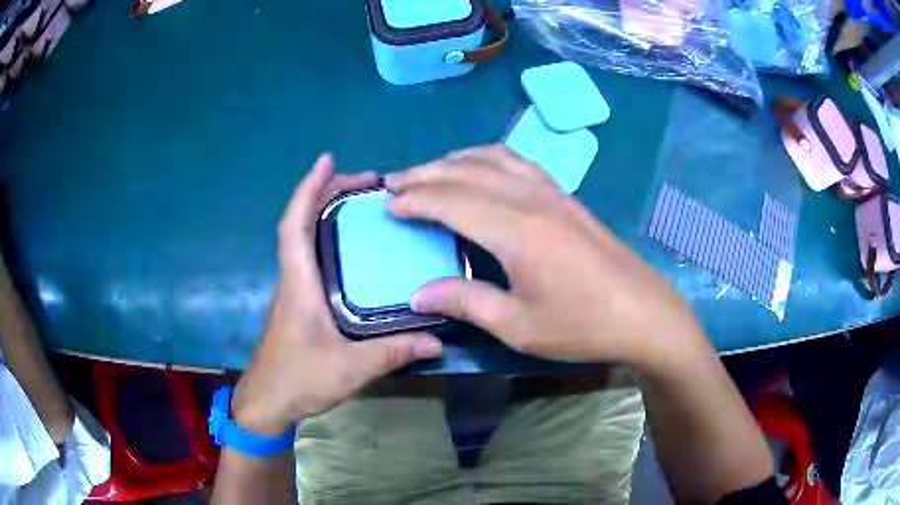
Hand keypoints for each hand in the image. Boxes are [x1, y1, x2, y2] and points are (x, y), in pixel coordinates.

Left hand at [231, 154, 443, 435]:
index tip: (326, 160)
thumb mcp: (350, 368)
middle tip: (366, 183)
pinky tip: (352, 250)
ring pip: (304, 239)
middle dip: (327, 193)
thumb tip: (437, 342)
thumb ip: (392, 353)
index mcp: (299, 283)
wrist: (266, 401)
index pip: (295, 225)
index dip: (307, 189)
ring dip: (326, 214)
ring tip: (362, 206)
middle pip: (301, 222)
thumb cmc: (299, 379)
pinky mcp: (297, 303)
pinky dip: (327, 239)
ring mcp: (293, 290)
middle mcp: (293, 278)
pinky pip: (310, 258)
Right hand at [385, 145, 705, 369]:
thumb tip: (419, 294)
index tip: (387, 204)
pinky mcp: (566, 197)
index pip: (452, 201)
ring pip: (494, 159)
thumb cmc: (583, 326)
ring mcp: (552, 193)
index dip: (415, 200)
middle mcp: (532, 200)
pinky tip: (480, 168)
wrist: (643, 313)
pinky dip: (488, 158)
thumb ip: (466, 302)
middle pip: (467, 172)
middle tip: (393, 181)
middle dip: (425, 173)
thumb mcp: (519, 326)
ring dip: (455, 160)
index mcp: (517, 232)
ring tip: (428, 171)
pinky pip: (518, 162)